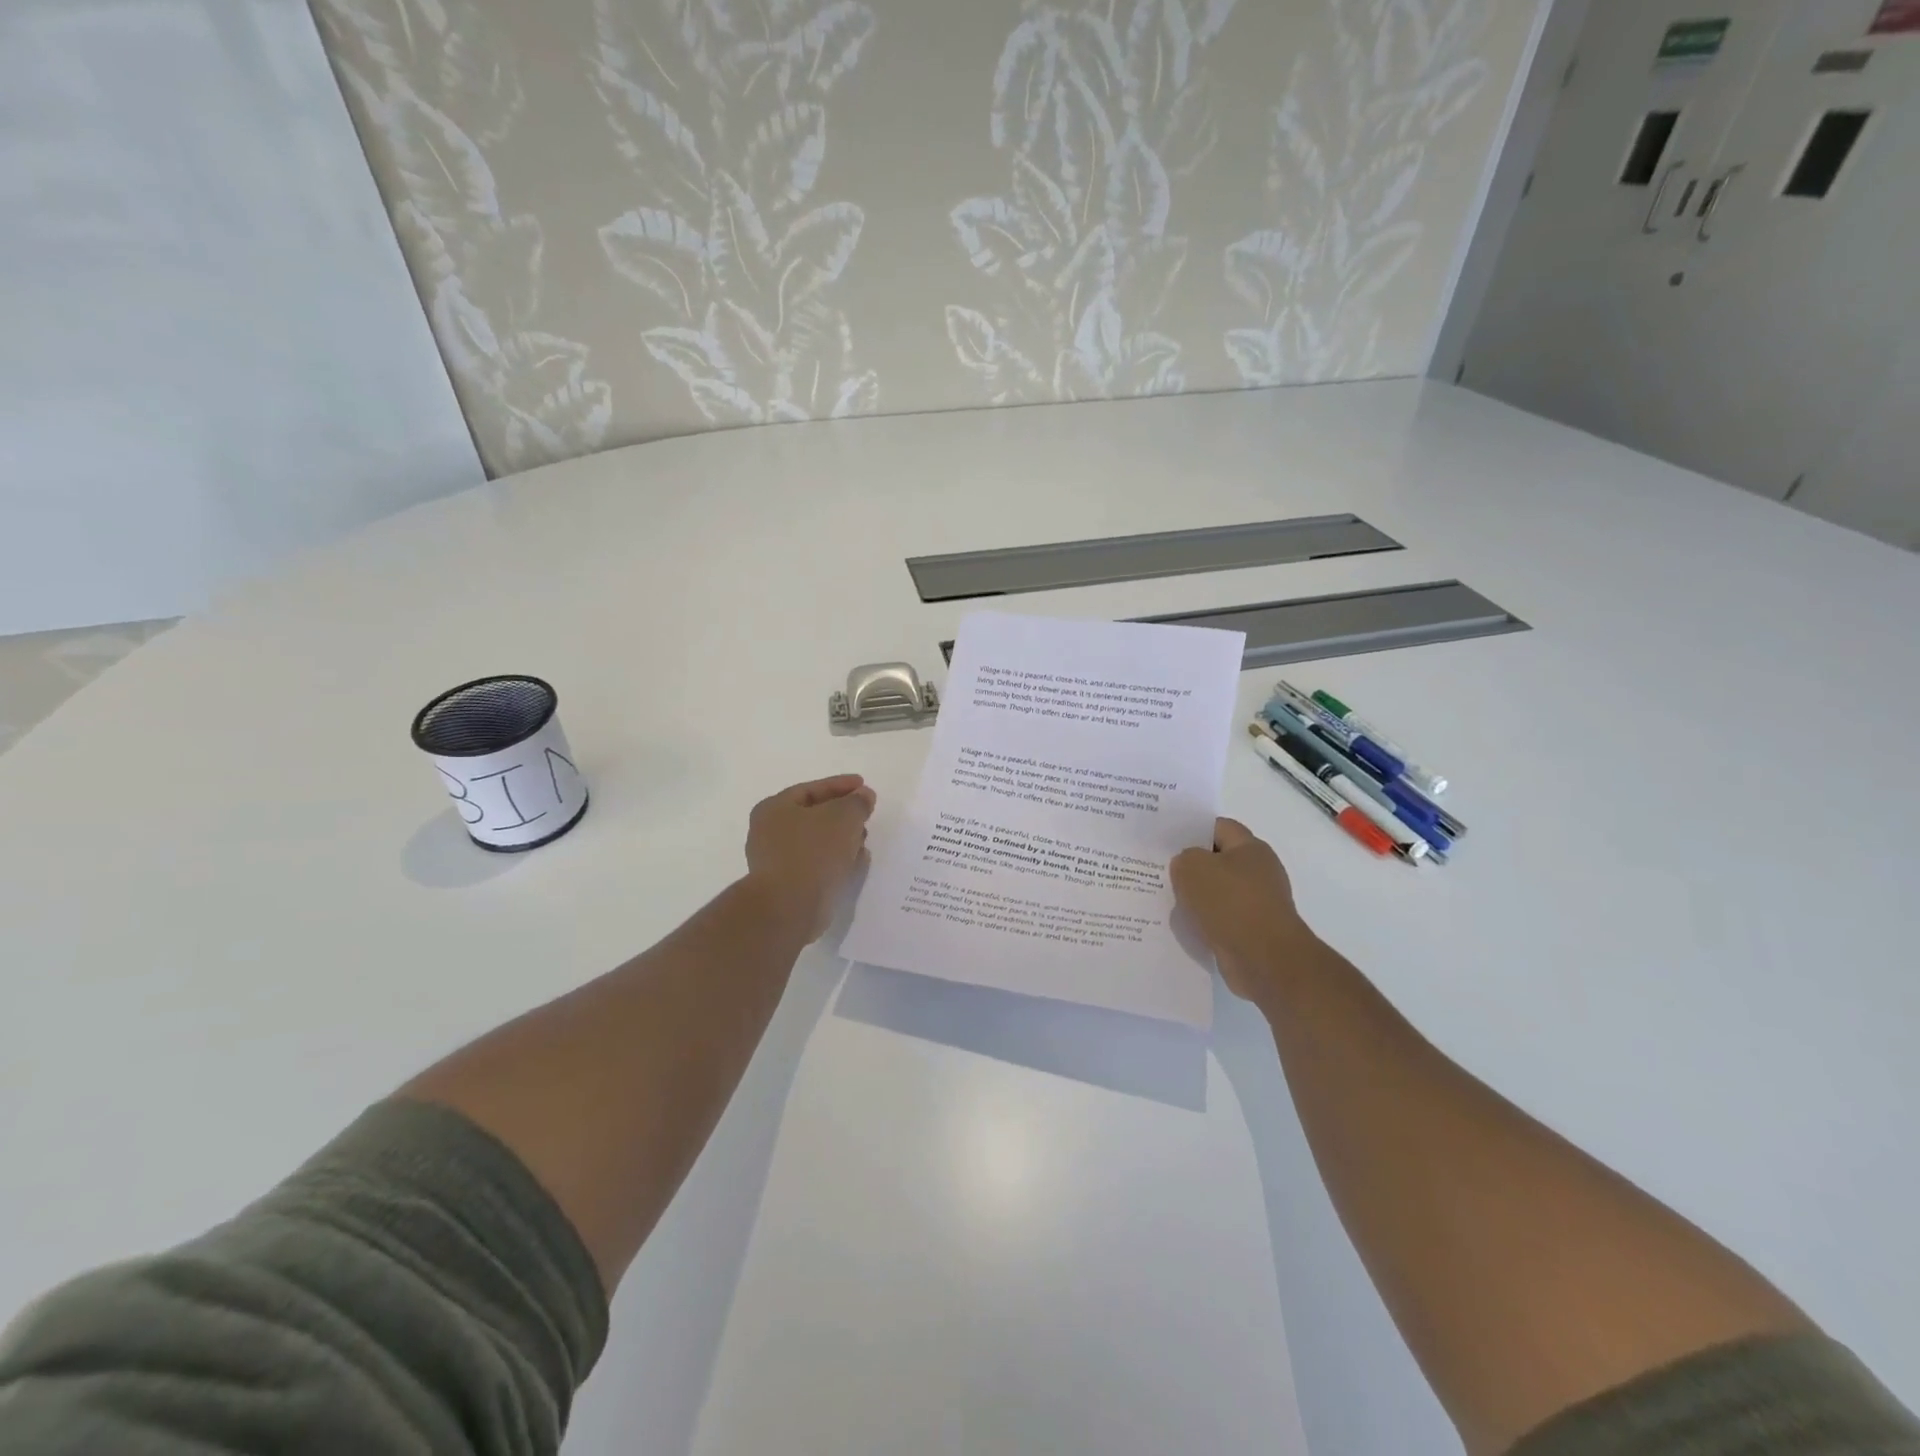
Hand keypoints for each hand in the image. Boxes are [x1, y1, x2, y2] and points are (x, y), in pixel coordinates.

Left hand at [745, 775, 877, 941]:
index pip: (812, 789)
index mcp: (774, 808)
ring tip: (865, 840)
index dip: (841, 785)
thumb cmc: (813, 851)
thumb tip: (863, 796)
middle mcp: (769, 833)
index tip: (865, 786)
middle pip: (814, 815)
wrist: (790, 906)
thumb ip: (857, 802)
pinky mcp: (788, 886)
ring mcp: (776, 862)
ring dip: (842, 839)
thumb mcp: (843, 816)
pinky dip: (836, 860)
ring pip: (817, 842)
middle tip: (866, 814)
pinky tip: (856, 862)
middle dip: (843, 814)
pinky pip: (817, 865)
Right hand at [1170, 818, 1317, 1002]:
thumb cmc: (1230, 903)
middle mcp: (1259, 872)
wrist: (1265, 960)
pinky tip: (1185, 926)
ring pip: (1217, 892)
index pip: (1218, 827)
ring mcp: (1258, 902)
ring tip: (1167, 900)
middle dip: (1191, 866)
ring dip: (1196, 897)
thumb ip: (1183, 858)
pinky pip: (1221, 918)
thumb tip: (1187, 867)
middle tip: (1161, 870)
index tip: (1166, 841)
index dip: (1191, 830)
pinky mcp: (1253, 930)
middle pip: (1218, 860)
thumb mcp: (1192, 867)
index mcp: (1250, 848)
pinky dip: (1205, 921)